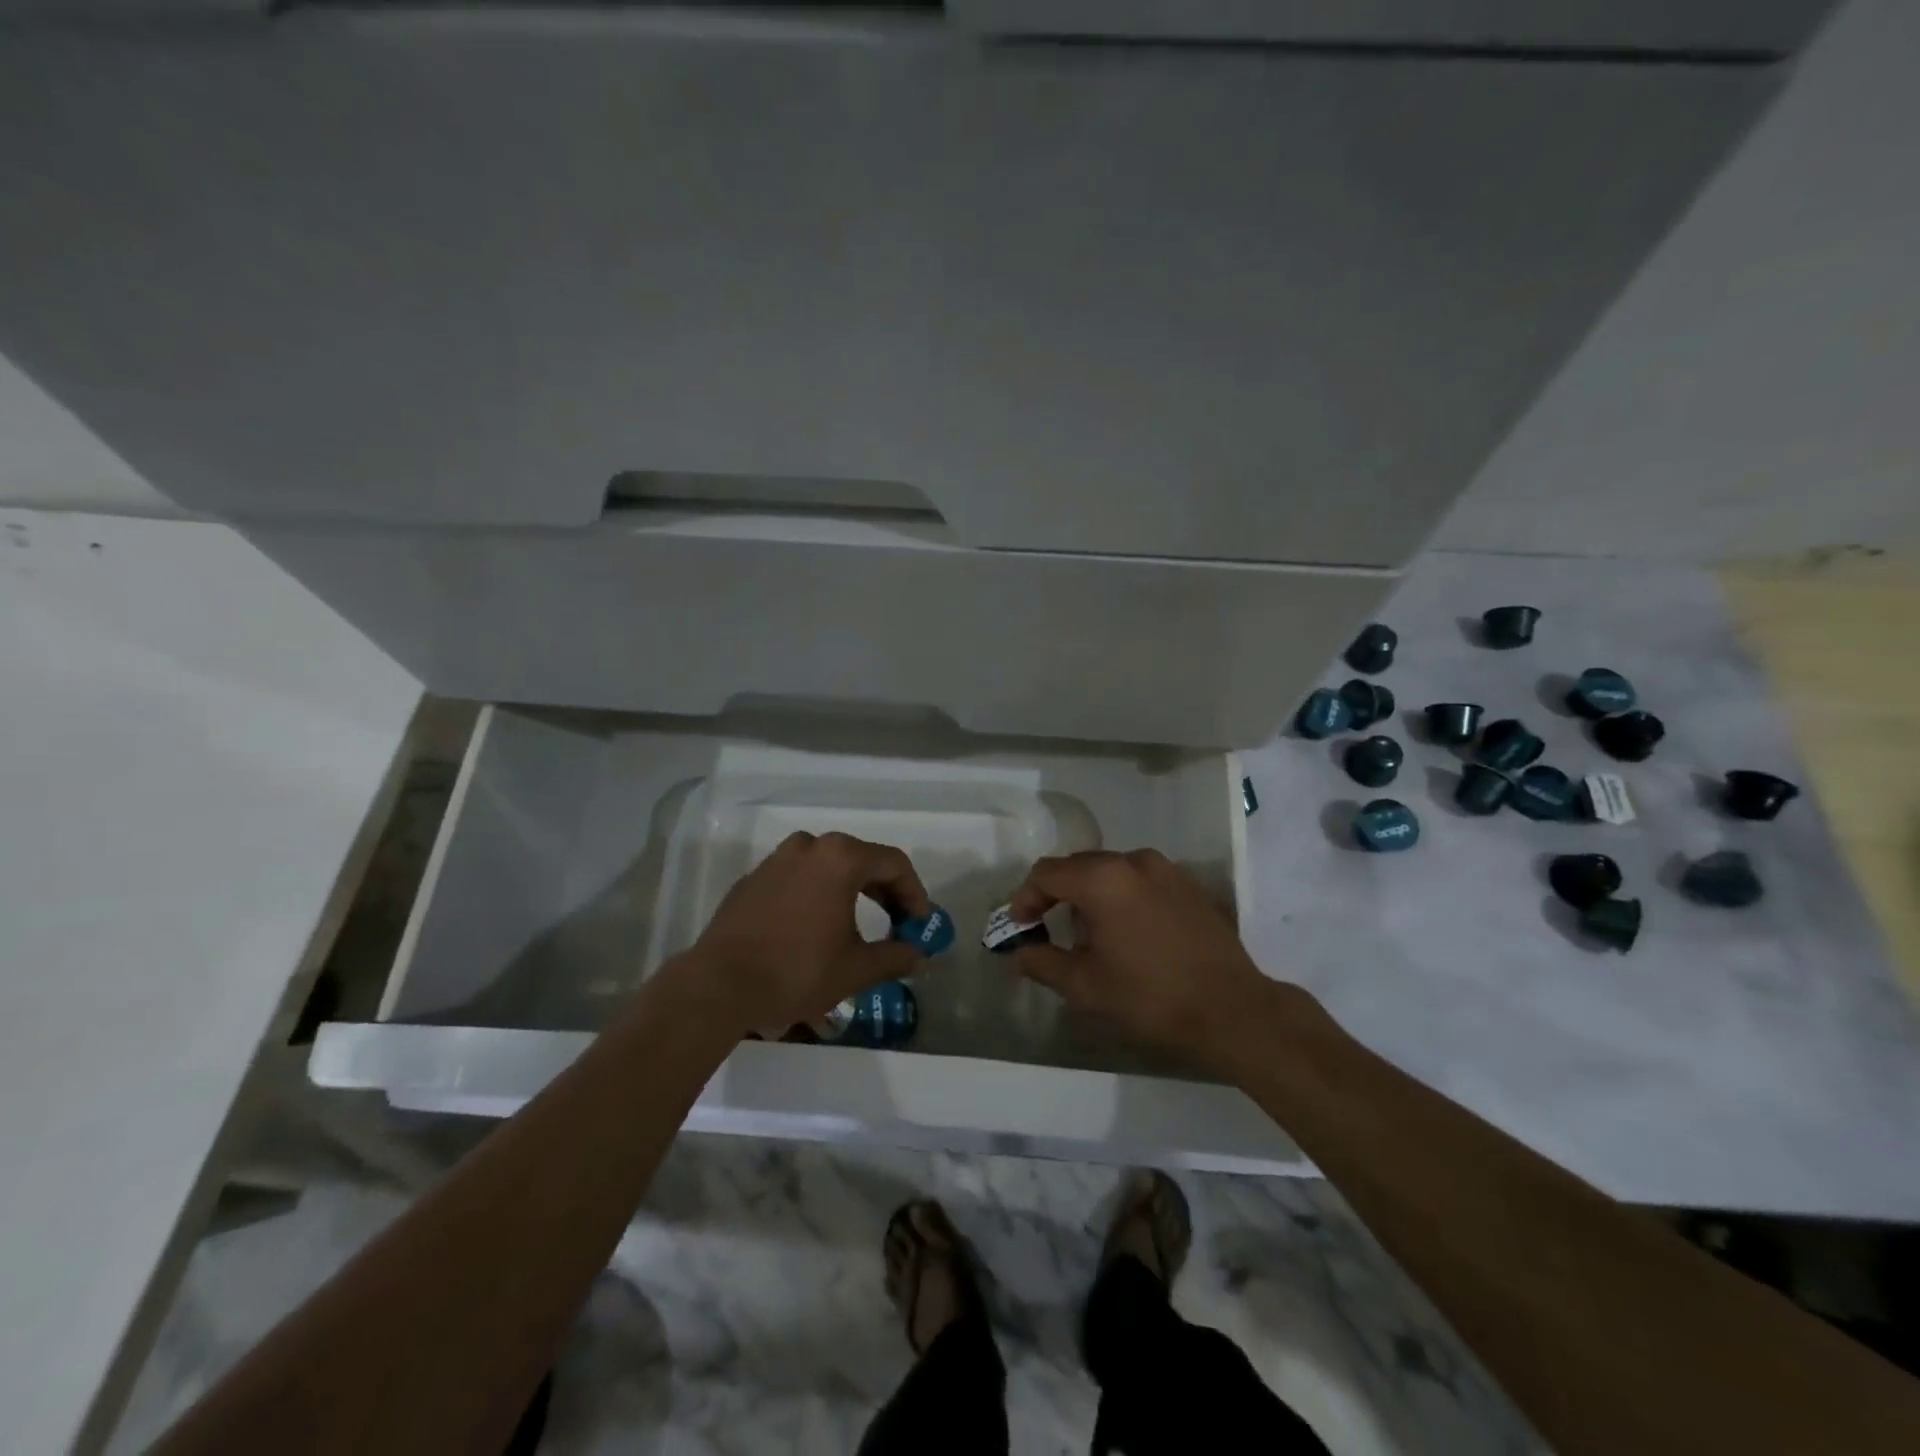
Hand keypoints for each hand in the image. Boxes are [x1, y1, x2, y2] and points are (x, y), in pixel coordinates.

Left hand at [688, 830, 931, 1033]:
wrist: (719, 985)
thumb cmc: (797, 971)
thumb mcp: (856, 969)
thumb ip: (895, 956)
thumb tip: (918, 955)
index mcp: (840, 858)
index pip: (893, 863)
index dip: (914, 892)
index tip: (919, 923)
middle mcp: (809, 847)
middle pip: (861, 859)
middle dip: (885, 891)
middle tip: (896, 923)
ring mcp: (776, 860)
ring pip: (827, 866)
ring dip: (850, 889)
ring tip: (857, 923)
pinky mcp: (752, 880)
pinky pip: (797, 878)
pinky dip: (816, 894)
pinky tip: (814, 927)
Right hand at [1007, 849, 1275, 1063]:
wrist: (1232, 1010)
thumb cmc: (1150, 996)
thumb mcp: (1085, 986)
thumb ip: (1042, 962)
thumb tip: (1019, 953)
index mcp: (1102, 878)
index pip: (1047, 873)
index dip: (1025, 898)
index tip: (1021, 927)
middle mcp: (1133, 861)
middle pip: (1079, 866)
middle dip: (1058, 895)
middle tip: (1050, 932)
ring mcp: (1165, 869)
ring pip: (1111, 872)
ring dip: (1091, 896)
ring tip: (1092, 938)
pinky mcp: (1188, 884)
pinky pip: (1140, 880)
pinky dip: (1122, 897)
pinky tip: (1129, 934)